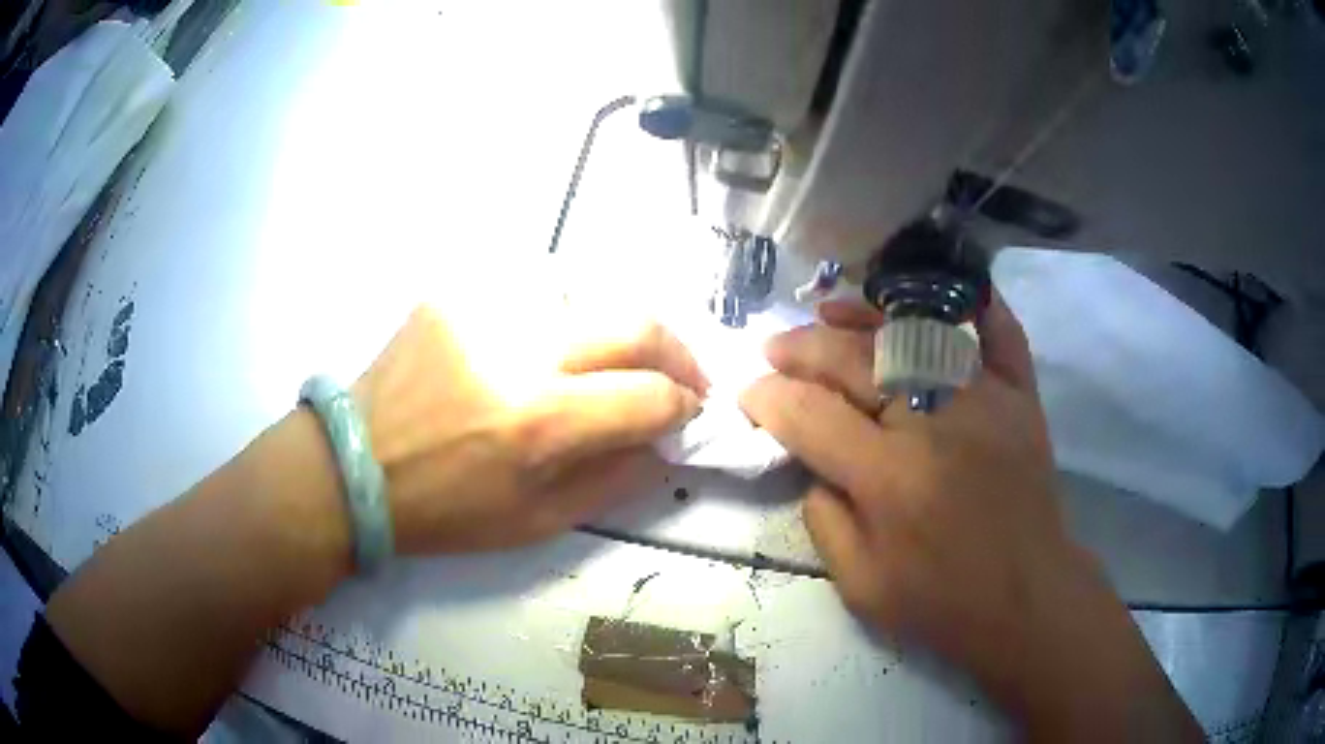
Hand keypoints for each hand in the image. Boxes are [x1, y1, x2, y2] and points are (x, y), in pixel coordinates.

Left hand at [354, 306, 707, 553]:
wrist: (355, 465)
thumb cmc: (444, 509)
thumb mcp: (536, 522)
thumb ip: (614, 479)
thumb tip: (665, 442)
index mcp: (539, 422)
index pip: (649, 395)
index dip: (683, 405)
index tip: (689, 412)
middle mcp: (519, 351)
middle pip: (635, 322)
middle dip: (678, 351)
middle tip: (684, 375)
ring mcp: (485, 309)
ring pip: (590, 298)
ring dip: (617, 333)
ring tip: (614, 363)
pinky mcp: (456, 293)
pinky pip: (533, 295)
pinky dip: (560, 322)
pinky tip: (547, 349)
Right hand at [740, 295, 1200, 740]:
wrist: (1029, 600)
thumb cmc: (944, 603)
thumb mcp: (860, 585)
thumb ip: (823, 520)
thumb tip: (813, 462)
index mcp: (890, 478)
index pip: (809, 415)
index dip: (768, 399)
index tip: (749, 396)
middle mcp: (935, 422)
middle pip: (854, 360)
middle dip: (801, 349)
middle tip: (774, 349)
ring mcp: (985, 400)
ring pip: (915, 332)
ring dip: (863, 317)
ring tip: (827, 312)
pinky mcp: (1021, 398)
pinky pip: (999, 335)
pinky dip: (975, 307)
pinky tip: (944, 294)